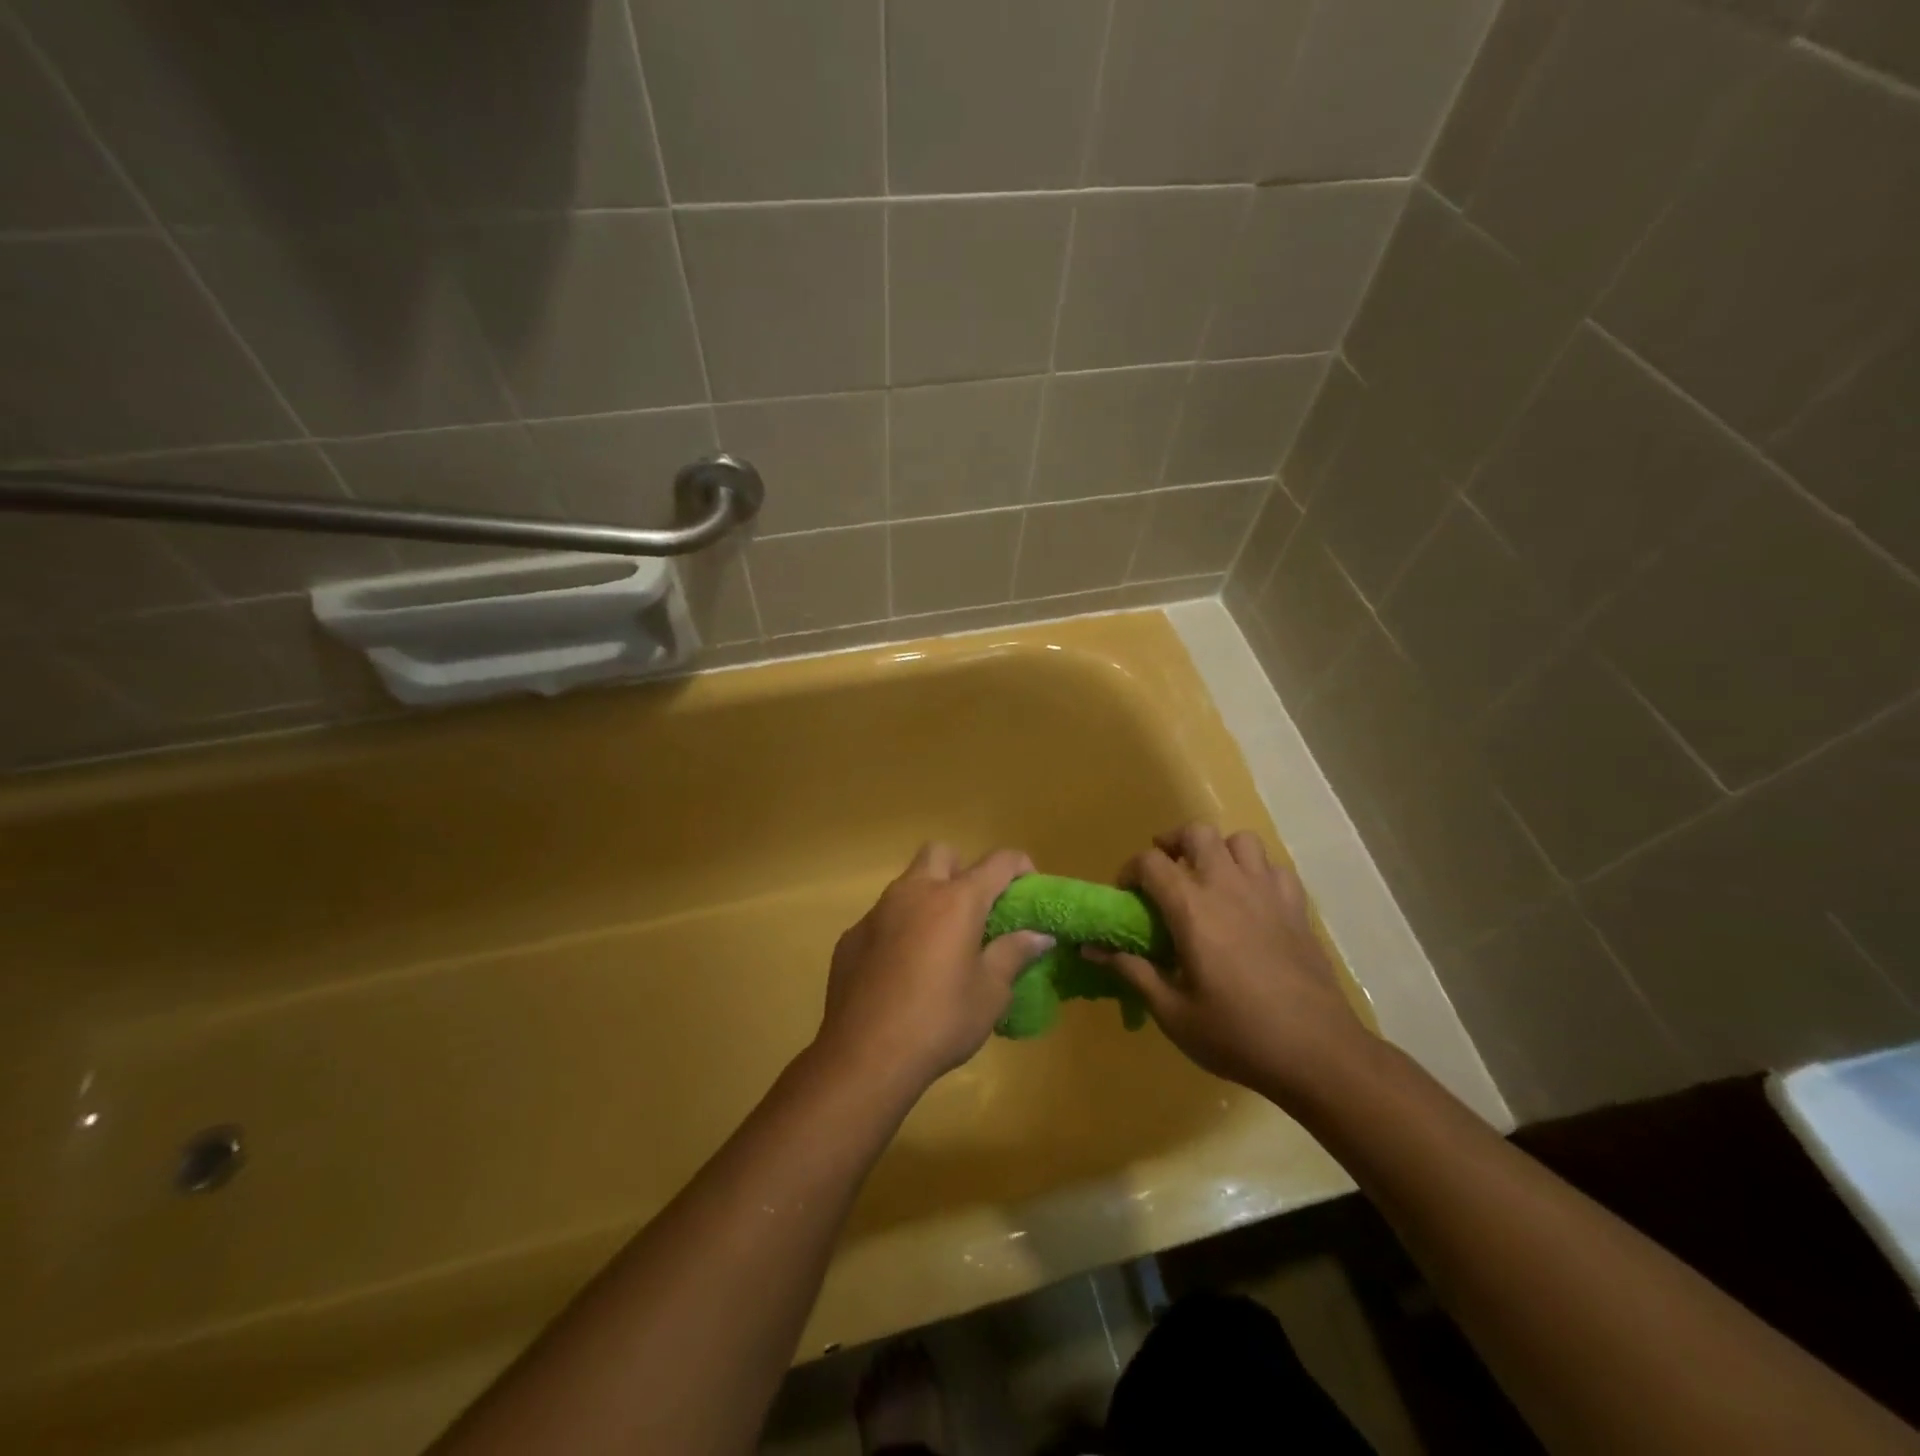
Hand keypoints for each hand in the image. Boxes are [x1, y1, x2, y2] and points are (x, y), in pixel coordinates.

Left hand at [817, 844, 1055, 1092]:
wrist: (865, 1055)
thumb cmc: (940, 1021)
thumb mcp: (991, 993)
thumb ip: (1014, 954)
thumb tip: (1040, 935)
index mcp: (956, 900)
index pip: (998, 862)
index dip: (1020, 867)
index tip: (1028, 888)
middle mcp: (915, 892)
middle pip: (941, 854)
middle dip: (963, 869)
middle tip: (975, 910)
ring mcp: (878, 912)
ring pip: (908, 883)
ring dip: (929, 898)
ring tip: (941, 943)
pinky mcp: (852, 936)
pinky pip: (883, 917)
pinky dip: (900, 929)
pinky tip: (902, 969)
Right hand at [1093, 824, 1370, 1104]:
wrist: (1317, 1052)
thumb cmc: (1236, 1034)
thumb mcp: (1172, 1012)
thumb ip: (1132, 972)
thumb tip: (1091, 949)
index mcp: (1192, 908)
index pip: (1151, 862)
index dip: (1130, 871)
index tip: (1126, 895)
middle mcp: (1228, 886)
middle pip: (1197, 833)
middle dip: (1174, 843)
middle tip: (1165, 870)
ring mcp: (1267, 893)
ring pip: (1240, 841)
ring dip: (1219, 851)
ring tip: (1209, 878)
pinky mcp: (1297, 908)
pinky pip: (1274, 868)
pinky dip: (1256, 872)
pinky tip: (1250, 900)